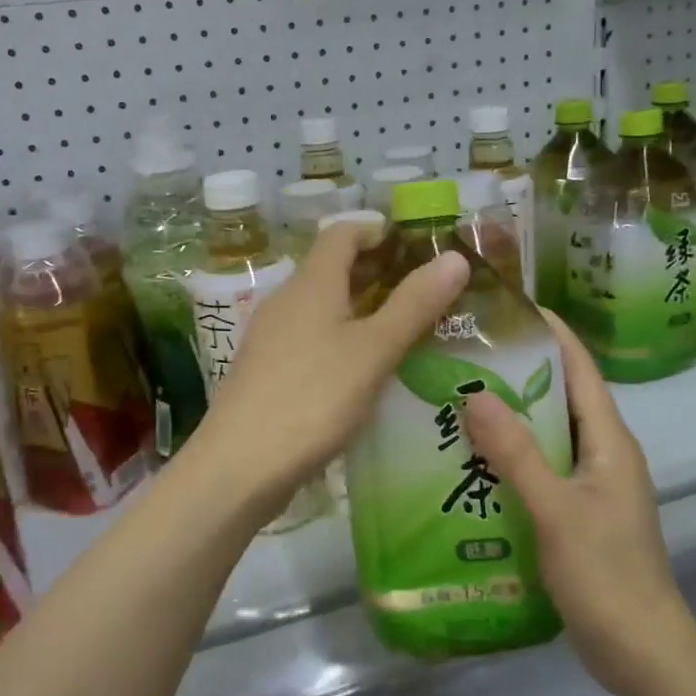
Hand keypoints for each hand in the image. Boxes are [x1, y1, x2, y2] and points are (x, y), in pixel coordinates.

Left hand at [186, 218, 469, 519]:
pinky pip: (309, 337)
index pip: (342, 233)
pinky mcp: (265, 371)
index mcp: (311, 283)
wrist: (239, 465)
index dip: (377, 230)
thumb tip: (456, 258)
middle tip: (420, 290)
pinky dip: (339, 338)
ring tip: (399, 330)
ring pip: (320, 306)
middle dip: (374, 271)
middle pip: (330, 268)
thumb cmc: (313, 397)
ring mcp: (270, 337)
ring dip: (358, 307)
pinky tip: (360, 370)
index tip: (414, 245)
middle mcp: (286, 300)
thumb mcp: (374, 350)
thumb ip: (414, 304)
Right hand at [463, 312, 695, 695]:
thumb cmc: (606, 575)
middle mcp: (603, 451)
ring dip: (509, 414)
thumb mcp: (555, 510)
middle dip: (517, 370)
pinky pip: (540, 466)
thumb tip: (475, 392)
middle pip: (560, 394)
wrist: (642, 654)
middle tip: (463, 353)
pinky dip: (509, 454)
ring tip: (455, 396)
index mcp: (609, 439)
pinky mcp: (577, 510)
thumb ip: (516, 452)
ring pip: (547, 432)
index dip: (550, 331)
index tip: (506, 307)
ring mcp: (591, 482)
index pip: (580, 367)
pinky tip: (470, 458)